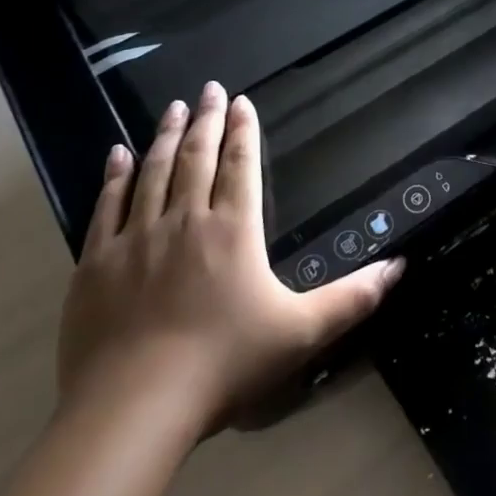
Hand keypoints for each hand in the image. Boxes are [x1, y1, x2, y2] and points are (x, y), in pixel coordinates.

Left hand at [57, 83, 404, 439]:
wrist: (133, 407)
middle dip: (208, 120)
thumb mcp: (302, 333)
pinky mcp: (96, 263)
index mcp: (234, 230)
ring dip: (165, 136)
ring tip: (174, 108)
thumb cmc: (224, 364)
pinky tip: (116, 154)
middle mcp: (185, 221)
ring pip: (152, 172)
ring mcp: (136, 238)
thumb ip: (352, 298)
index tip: (244, 101)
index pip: (241, 166)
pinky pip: (106, 206)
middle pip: (197, 158)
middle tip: (211, 87)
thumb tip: (399, 266)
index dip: (244, 131)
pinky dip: (113, 176)